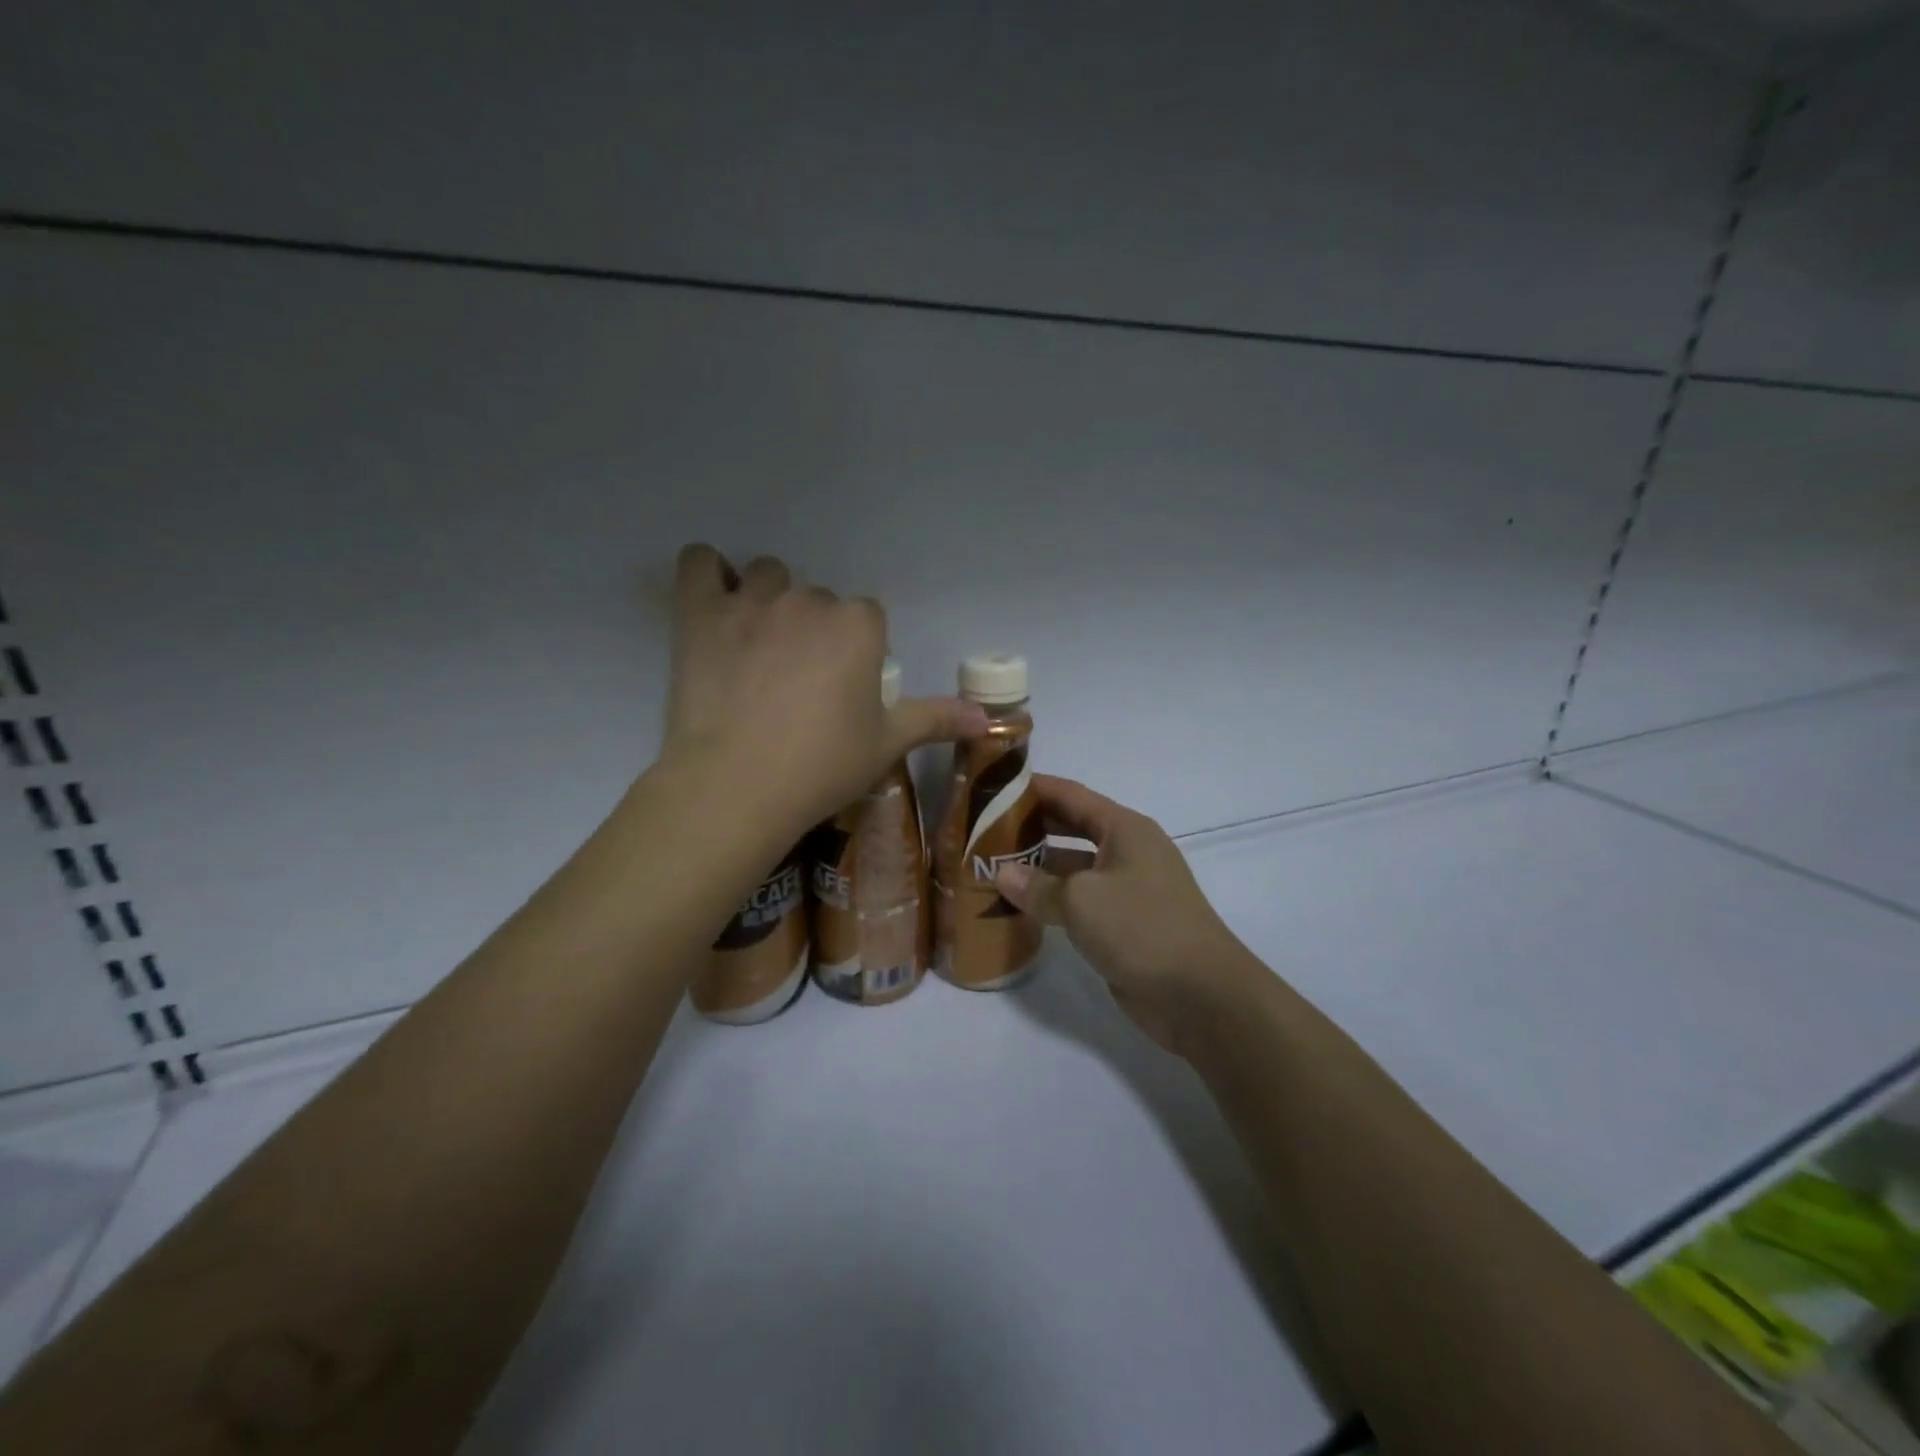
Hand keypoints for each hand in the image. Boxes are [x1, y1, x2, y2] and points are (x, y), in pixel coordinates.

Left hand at [662, 545, 986, 838]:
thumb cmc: (822, 766)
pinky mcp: (700, 614)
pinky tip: (714, 598)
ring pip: (767, 576)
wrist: (738, 786)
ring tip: (759, 646)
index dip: (859, 651)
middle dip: (815, 630)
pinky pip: (699, 564)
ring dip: (769, 600)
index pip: (868, 618)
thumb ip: (937, 719)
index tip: (844, 687)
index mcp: (859, 625)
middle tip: (800, 680)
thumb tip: (989, 720)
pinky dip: (707, 573)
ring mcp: (752, 602)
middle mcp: (811, 600)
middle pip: (820, 599)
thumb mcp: (887, 744)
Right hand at [994, 776, 1266, 1058]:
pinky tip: (1017, 906)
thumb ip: (1038, 885)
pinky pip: (1078, 903)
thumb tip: (1002, 873)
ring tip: (990, 866)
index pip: (1072, 796)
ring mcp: (1126, 889)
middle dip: (1030, 827)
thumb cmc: (1142, 927)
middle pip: (1071, 828)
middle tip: (983, 828)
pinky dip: (1050, 901)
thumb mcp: (1081, 900)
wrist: (1200, 995)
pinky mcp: (1122, 925)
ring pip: (1073, 868)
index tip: (995, 785)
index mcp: (1124, 830)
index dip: (1035, 788)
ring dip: (1036, 868)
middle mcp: (1127, 852)